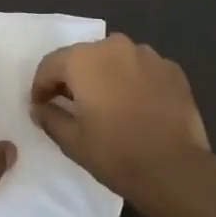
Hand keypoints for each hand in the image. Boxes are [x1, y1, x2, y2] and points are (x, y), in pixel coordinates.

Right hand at [30, 33, 211, 211]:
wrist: (175, 170)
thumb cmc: (116, 153)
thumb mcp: (72, 141)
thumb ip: (50, 117)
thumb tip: (40, 107)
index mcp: (84, 59)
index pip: (51, 64)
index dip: (41, 86)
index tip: (40, 106)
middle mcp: (115, 46)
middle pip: (84, 57)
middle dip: (74, 78)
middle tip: (72, 105)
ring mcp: (148, 55)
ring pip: (115, 60)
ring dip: (106, 76)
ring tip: (108, 105)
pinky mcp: (172, 69)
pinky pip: (142, 69)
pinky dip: (134, 81)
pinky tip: (137, 106)